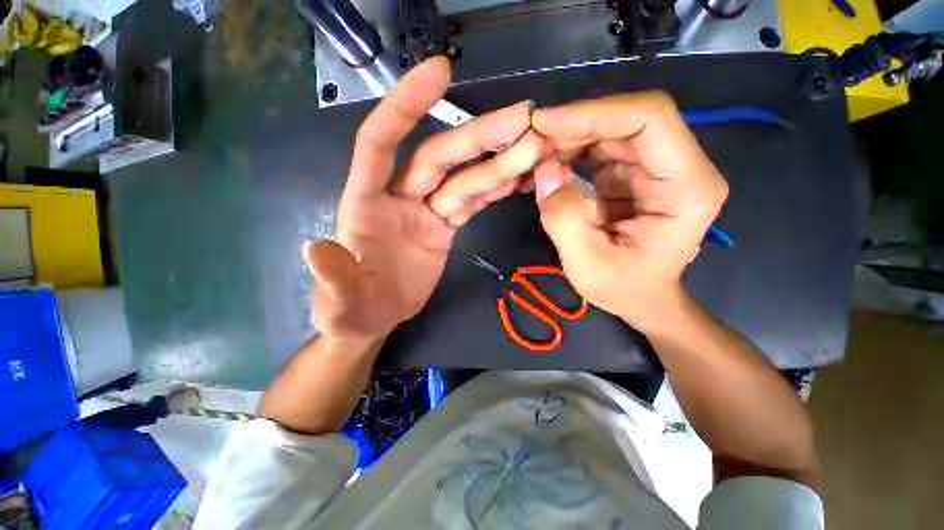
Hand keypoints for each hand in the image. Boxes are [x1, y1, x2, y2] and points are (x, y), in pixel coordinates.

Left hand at [305, 57, 547, 340]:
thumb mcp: (338, 302)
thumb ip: (333, 279)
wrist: (376, 316)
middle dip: (478, 136)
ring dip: (499, 164)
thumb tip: (318, 252)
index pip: (381, 141)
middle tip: (521, 117)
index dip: (405, 105)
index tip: (439, 72)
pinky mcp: (444, 227)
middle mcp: (398, 197)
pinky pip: (472, 202)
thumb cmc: (351, 308)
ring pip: (465, 180)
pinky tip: (519, 177)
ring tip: (535, 148)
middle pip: (439, 157)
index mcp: (366, 203)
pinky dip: (495, 188)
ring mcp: (426, 211)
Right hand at [530, 92, 727, 332]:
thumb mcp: (588, 264)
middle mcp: (677, 166)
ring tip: (535, 152)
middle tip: (531, 140)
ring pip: (611, 130)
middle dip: (575, 125)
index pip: (650, 119)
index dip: (595, 113)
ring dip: (569, 137)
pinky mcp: (632, 174)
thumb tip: (544, 170)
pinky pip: (600, 149)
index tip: (544, 124)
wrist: (642, 299)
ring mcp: (654, 168)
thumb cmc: (624, 289)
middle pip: (628, 119)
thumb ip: (564, 218)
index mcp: (686, 186)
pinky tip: (547, 162)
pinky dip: (570, 151)